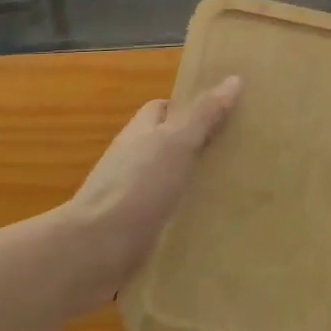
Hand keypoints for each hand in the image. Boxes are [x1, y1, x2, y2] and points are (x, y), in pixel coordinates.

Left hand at [60, 77, 242, 308]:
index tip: (223, 116)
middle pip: (166, 146)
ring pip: (166, 183)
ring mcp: (129, 197)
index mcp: (139, 133)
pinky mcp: (131, 232)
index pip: (163, 110)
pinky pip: (163, 218)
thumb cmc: (137, 186)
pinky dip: (182, 220)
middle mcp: (131, 161)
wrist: (94, 251)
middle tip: (237, 155)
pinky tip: (206, 229)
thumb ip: (204, 114)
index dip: (189, 109)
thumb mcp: (177, 143)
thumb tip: (234, 79)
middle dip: (196, 149)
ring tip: (231, 193)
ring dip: (190, 187)